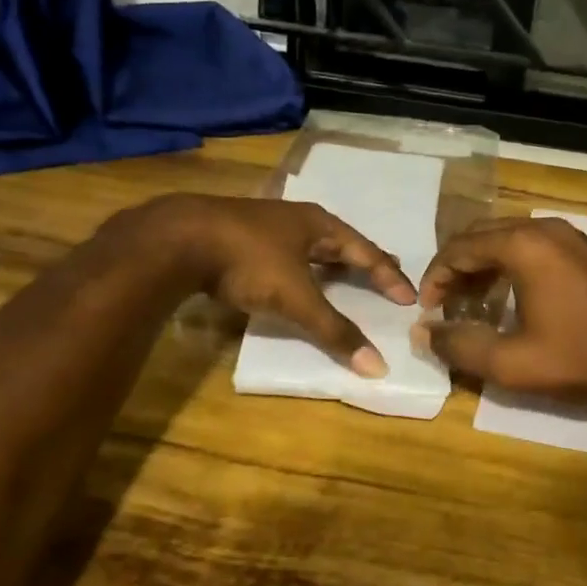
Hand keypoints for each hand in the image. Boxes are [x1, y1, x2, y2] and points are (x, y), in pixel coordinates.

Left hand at [124, 194, 414, 375]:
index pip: (366, 252)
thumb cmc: (248, 261)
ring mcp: (264, 224)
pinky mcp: (237, 235)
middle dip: (363, 260)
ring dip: (330, 261)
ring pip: (308, 244)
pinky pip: (283, 251)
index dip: (388, 276)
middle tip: (385, 275)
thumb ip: (334, 331)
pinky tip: (291, 273)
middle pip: (340, 242)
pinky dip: (298, 266)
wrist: (177, 239)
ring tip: (344, 274)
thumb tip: (377, 366)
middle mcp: (296, 219)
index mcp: (319, 225)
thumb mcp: (296, 298)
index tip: (409, 297)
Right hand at [413, 217, 586, 404]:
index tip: (427, 310)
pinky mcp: (586, 251)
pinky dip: (511, 266)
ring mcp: (570, 236)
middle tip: (446, 305)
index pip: (459, 248)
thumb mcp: (512, 363)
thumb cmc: (581, 357)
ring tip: (473, 305)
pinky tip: (510, 300)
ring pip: (508, 240)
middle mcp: (545, 229)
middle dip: (457, 269)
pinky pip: (534, 247)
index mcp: (523, 245)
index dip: (435, 277)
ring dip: (483, 267)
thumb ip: (460, 346)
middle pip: (482, 236)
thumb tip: (424, 333)